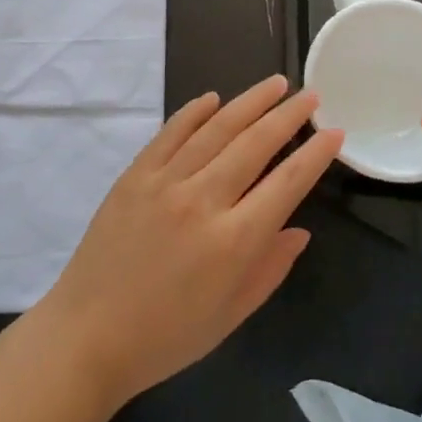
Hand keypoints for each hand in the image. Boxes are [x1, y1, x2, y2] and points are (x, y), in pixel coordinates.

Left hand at [37, 75, 340, 405]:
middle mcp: (202, 200)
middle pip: (254, 144)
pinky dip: (195, 111)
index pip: (286, 183)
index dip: (315, 155)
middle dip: (287, 116)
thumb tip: (299, 229)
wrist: (87, 335)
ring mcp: (165, 182)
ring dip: (249, 102)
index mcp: (233, 242)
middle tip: (309, 94)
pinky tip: (214, 98)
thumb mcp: (230, 316)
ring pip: (216, 128)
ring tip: (275, 83)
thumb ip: (270, 269)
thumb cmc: (166, 337)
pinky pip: (171, 132)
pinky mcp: (135, 174)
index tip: (334, 131)